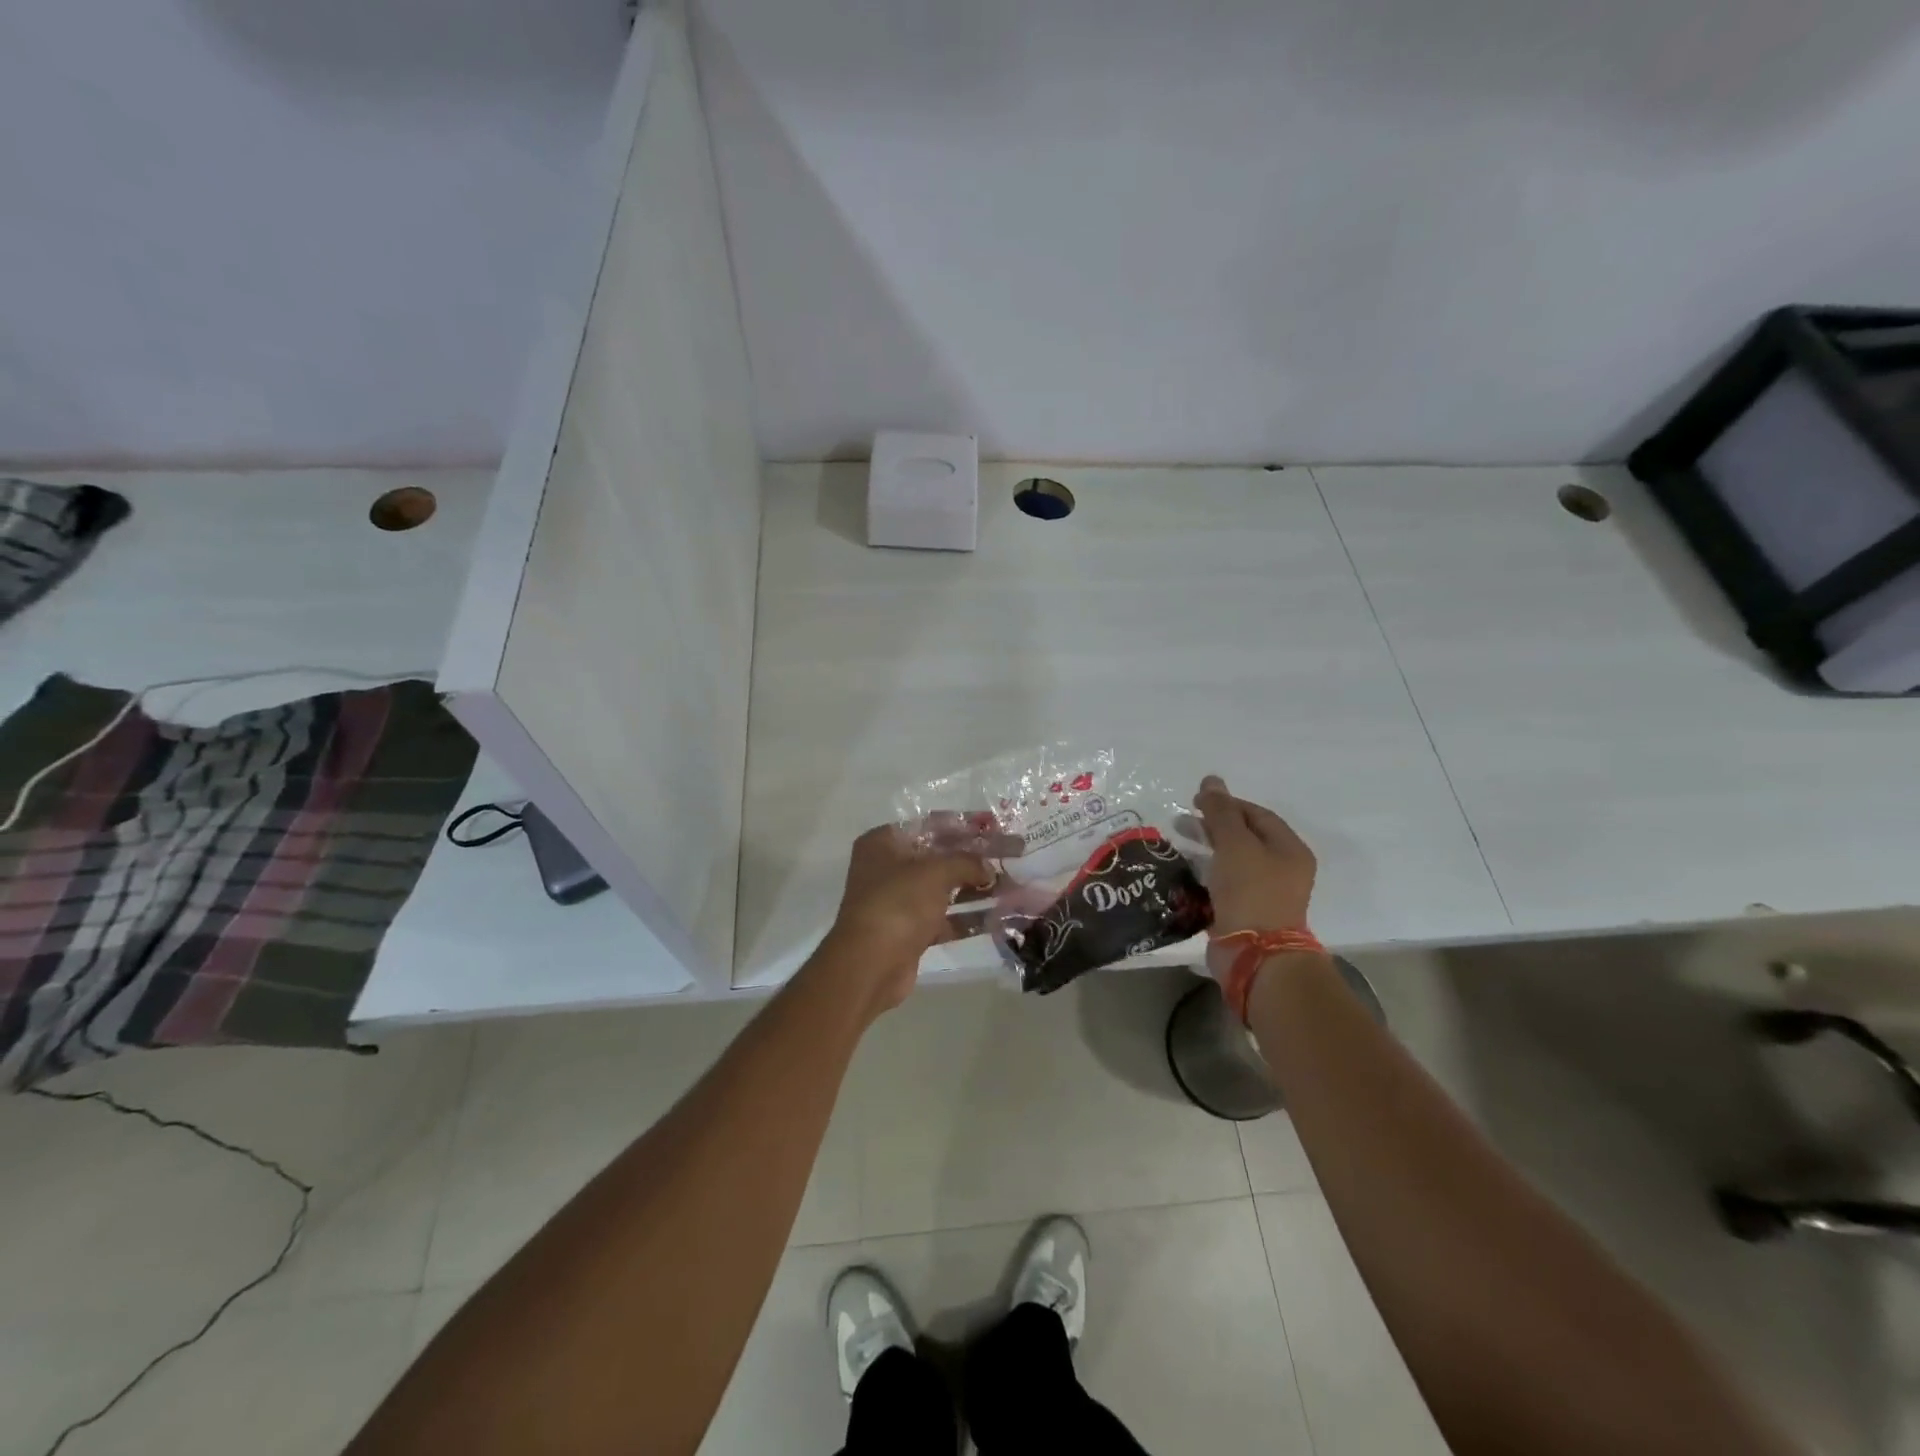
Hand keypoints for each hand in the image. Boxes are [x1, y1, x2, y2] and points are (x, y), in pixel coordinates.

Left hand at [826, 817, 1022, 1014]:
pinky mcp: (911, 931)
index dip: (966, 824)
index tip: (996, 825)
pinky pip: (946, 918)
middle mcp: (890, 868)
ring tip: (1015, 886)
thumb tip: (988, 869)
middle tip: (1015, 853)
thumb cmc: (898, 904)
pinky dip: (970, 917)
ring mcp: (900, 901)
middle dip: (978, 857)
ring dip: (979, 888)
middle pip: (941, 856)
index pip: (931, 824)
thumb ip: (966, 862)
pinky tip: (1000, 916)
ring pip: (946, 888)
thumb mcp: (934, 873)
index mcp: (885, 842)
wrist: (868, 966)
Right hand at [1192, 775, 1317, 979]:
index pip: (1257, 814)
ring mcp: (1265, 893)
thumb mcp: (1235, 844)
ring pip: (1233, 862)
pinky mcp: (1246, 913)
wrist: (1255, 954)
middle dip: (1213, 826)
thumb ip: (1221, 812)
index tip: (1195, 802)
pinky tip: (1186, 871)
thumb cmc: (1250, 892)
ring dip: (1207, 850)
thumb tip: (1211, 780)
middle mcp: (1282, 869)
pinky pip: (1225, 885)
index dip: (1227, 803)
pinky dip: (1207, 874)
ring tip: (1179, 844)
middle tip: (1182, 822)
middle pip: (1245, 837)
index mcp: (1290, 849)